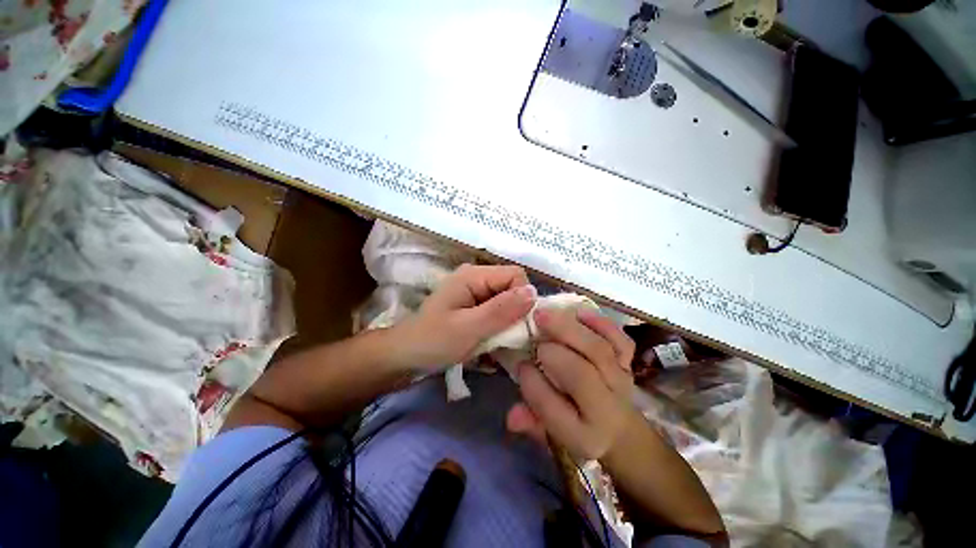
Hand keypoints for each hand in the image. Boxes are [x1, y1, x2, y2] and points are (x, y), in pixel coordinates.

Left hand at [394, 264, 535, 371]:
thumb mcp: (468, 328)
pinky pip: (498, 311)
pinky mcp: (474, 306)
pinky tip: (494, 341)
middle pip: (513, 287)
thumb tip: (533, 292)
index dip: (523, 298)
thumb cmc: (433, 341)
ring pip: (507, 301)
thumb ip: (501, 310)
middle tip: (509, 337)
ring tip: (501, 342)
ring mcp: (475, 292)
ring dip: (509, 322)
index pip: (515, 275)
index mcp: (474, 275)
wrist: (405, 356)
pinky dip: (500, 326)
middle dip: (517, 312)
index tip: (519, 325)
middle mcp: (477, 278)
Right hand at [507, 307, 635, 459]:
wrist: (622, 432)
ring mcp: (621, 382)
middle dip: (552, 352)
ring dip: (569, 329)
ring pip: (599, 351)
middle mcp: (606, 409)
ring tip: (545, 314)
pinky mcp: (629, 364)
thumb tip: (511, 416)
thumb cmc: (577, 429)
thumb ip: (531, 424)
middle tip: (532, 333)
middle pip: (580, 375)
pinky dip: (601, 323)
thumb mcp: (551, 436)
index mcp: (582, 435)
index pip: (551, 407)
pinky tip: (578, 312)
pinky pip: (621, 341)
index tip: (520, 364)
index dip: (530, 381)